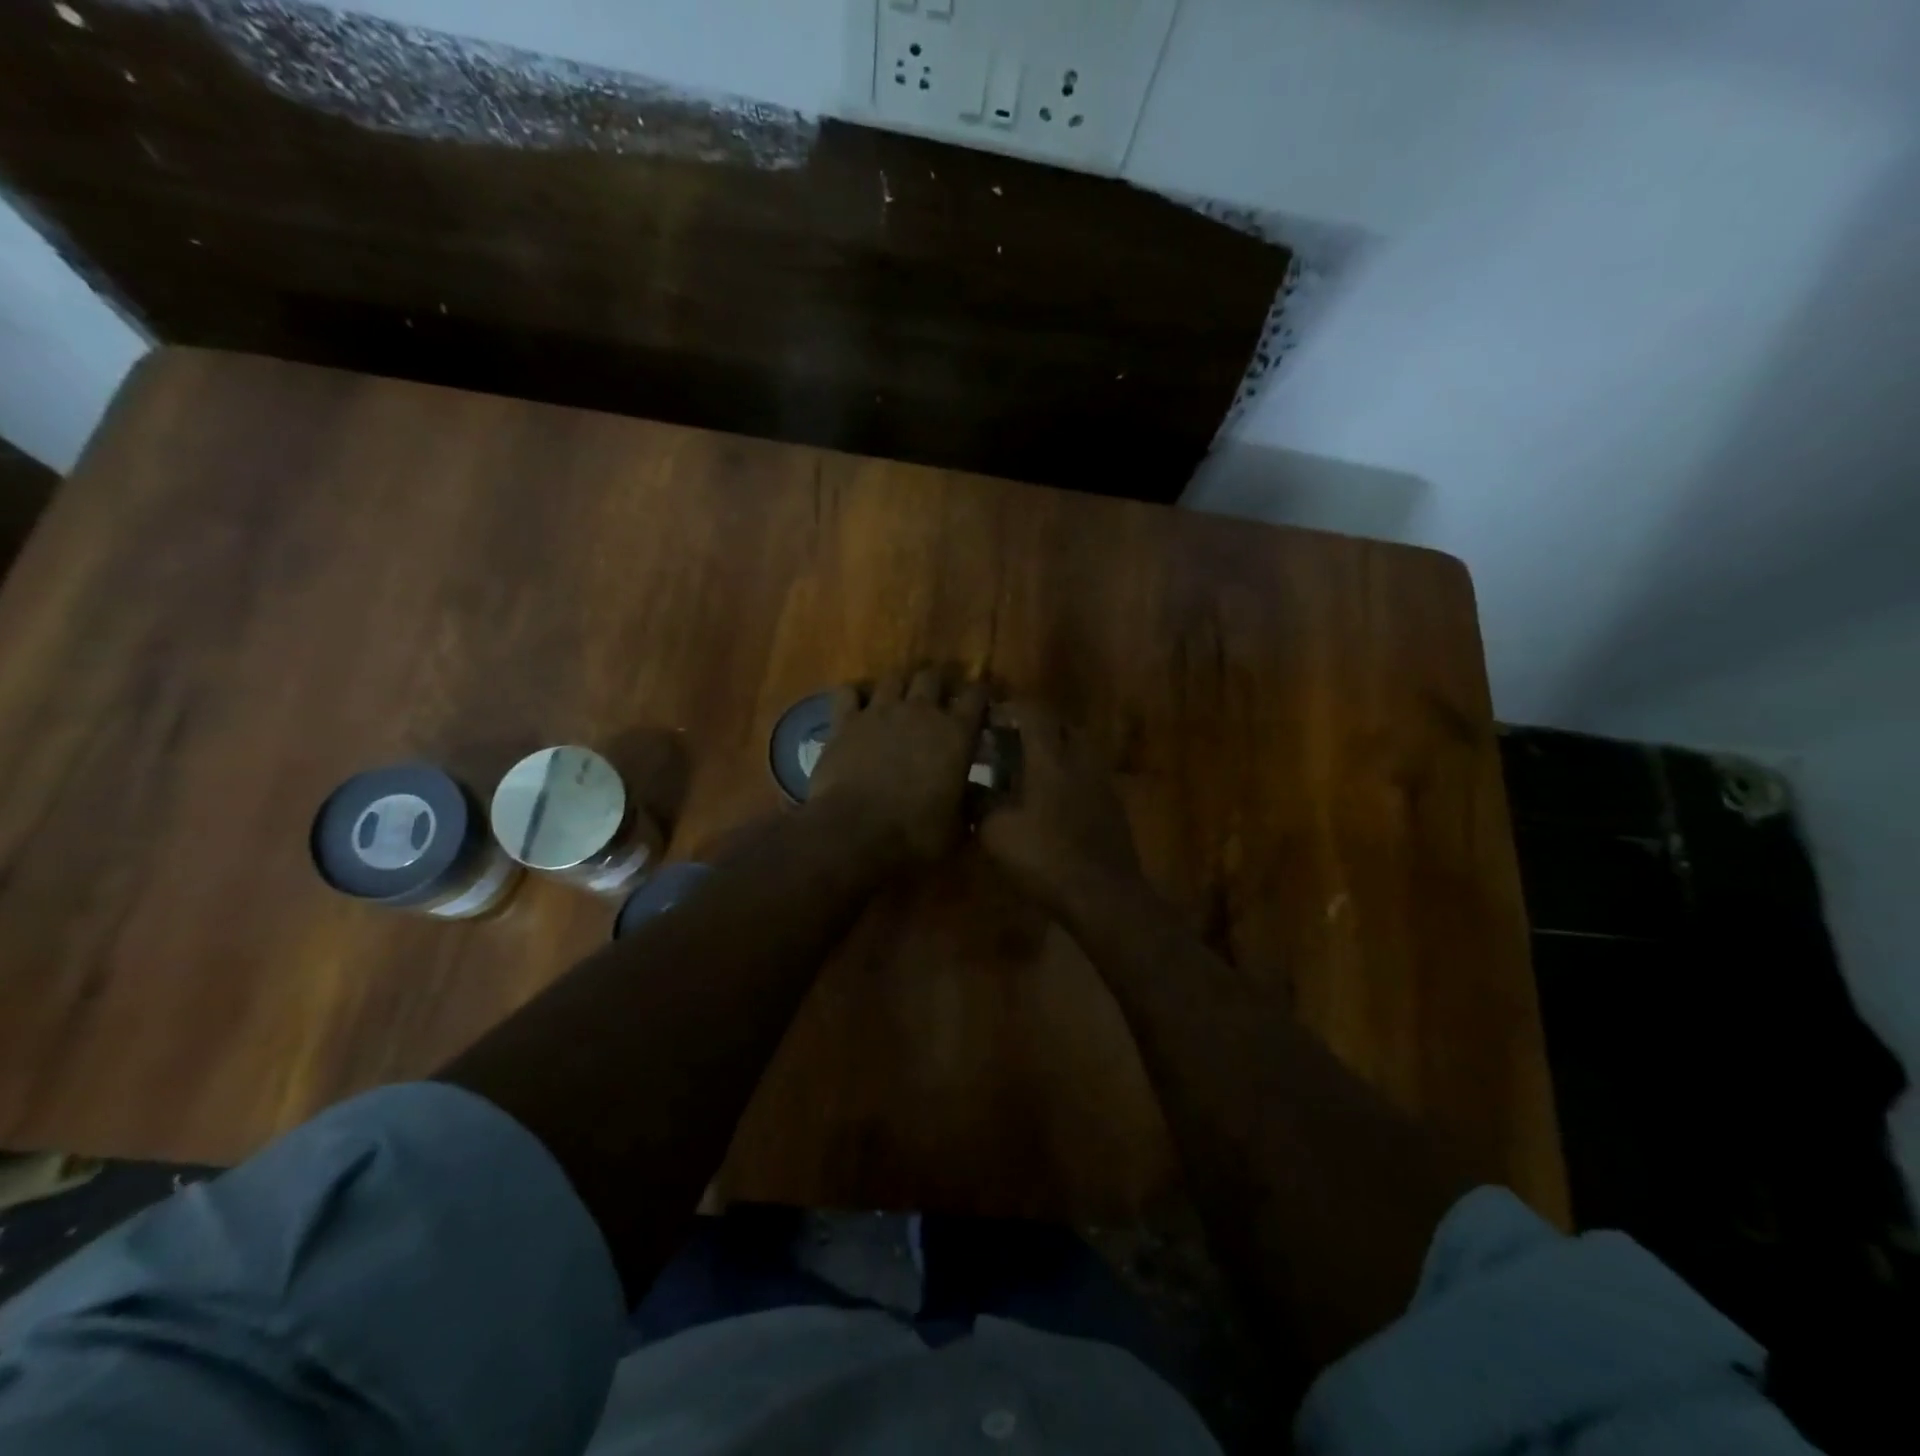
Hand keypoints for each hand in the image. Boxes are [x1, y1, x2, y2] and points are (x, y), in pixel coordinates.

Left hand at [809, 667, 987, 861]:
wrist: (855, 832)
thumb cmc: (916, 833)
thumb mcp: (957, 827)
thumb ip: (971, 805)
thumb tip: (981, 797)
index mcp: (956, 734)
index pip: (977, 696)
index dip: (981, 694)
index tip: (981, 702)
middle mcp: (921, 711)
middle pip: (932, 676)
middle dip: (937, 684)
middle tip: (937, 701)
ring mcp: (880, 711)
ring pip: (893, 678)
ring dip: (899, 686)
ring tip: (899, 700)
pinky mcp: (845, 721)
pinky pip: (847, 692)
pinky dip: (854, 695)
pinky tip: (857, 707)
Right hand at [979, 701, 1144, 915]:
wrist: (1102, 894)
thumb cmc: (1043, 858)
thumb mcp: (996, 833)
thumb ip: (982, 804)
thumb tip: (973, 789)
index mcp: (1050, 759)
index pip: (1034, 713)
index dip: (1013, 709)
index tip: (993, 716)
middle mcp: (1080, 760)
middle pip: (1063, 726)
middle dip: (1038, 727)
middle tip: (1014, 742)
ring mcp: (1102, 783)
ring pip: (1080, 750)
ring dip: (1059, 751)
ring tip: (1034, 770)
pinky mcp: (1114, 806)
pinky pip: (1090, 775)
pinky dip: (1072, 776)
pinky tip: (1057, 800)